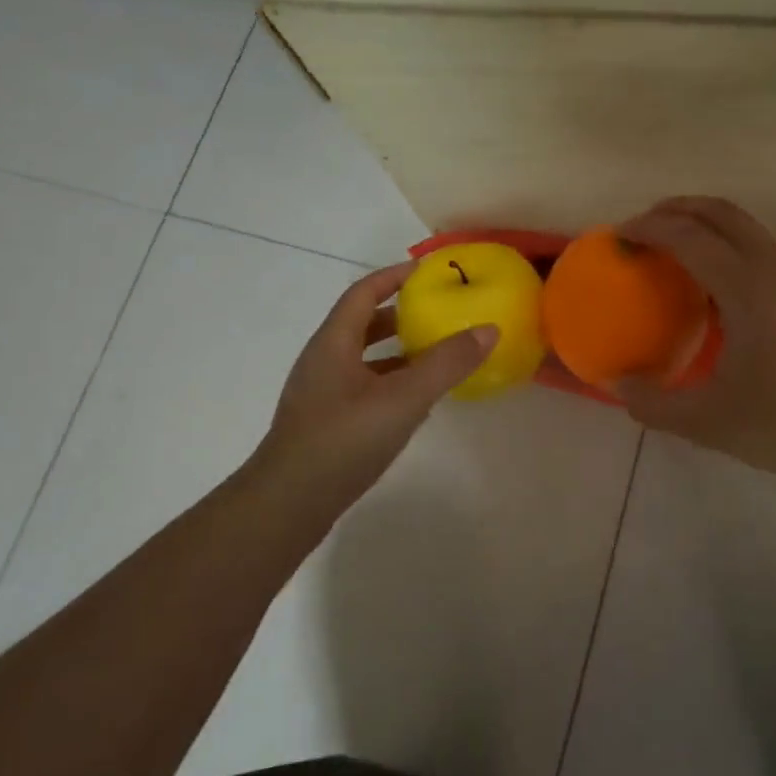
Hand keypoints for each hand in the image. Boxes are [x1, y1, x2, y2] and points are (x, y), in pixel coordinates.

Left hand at [256, 263, 494, 506]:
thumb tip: (488, 329)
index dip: (394, 276)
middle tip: (438, 311)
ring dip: (397, 350)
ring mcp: (321, 394)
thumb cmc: (343, 441)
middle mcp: (323, 361)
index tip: (427, 270)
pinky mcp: (326, 423)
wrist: (287, 506)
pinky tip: (416, 400)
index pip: (364, 292)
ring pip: (364, 358)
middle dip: (400, 313)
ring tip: (436, 353)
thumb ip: (446, 364)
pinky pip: (364, 386)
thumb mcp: (403, 398)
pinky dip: (391, 381)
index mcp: (333, 342)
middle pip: (363, 323)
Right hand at [617, 197, 775, 484]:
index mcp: (746, 287)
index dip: (648, 228)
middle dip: (676, 209)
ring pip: (744, 226)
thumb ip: (654, 404)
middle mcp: (773, 267)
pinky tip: (712, 287)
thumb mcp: (710, 423)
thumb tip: (617, 386)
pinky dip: (725, 245)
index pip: (688, 236)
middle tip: (641, 229)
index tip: (618, 236)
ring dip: (703, 224)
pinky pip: (758, 247)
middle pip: (720, 212)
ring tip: (671, 251)